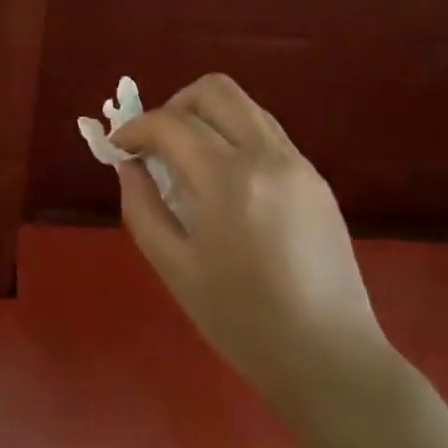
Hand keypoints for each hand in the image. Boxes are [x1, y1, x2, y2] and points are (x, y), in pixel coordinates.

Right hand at [112, 74, 391, 406]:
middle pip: (214, 90)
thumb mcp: (174, 268)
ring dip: (206, 118)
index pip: (171, 123)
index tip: (118, 148)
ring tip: (186, 161)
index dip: (135, 128)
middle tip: (155, 145)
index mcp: (229, 181)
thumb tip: (128, 166)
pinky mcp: (316, 178)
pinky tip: (223, 182)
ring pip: (245, 105)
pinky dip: (234, 138)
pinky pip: (266, 134)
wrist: (329, 357)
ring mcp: (299, 164)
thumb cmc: (242, 321)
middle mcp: (268, 156)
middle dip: (173, 106)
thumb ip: (141, 207)